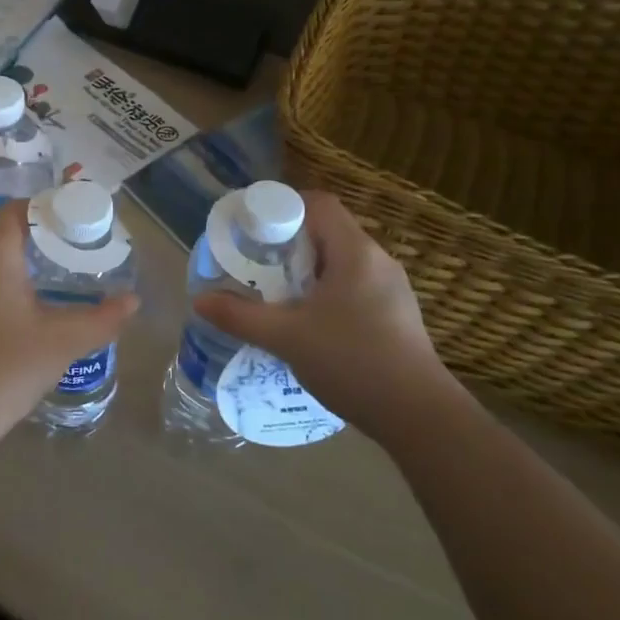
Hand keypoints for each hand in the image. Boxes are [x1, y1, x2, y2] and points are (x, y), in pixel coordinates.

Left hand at [0, 201, 138, 441]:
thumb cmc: (7, 368)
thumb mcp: (63, 342)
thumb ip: (103, 318)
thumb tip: (133, 301)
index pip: (19, 210)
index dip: (49, 211)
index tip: (77, 226)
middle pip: (0, 231)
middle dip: (35, 235)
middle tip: (69, 251)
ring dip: (11, 259)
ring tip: (45, 277)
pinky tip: (10, 310)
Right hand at [195, 191, 450, 423]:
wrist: (419, 416)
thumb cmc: (352, 362)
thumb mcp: (286, 338)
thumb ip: (240, 316)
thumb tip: (199, 300)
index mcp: (355, 252)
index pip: (318, 204)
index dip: (282, 207)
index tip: (253, 229)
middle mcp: (377, 260)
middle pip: (327, 231)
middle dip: (288, 244)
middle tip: (256, 265)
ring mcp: (391, 288)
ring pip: (340, 261)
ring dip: (306, 271)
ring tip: (276, 295)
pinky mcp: (396, 314)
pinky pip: (354, 286)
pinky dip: (326, 292)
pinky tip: (309, 323)